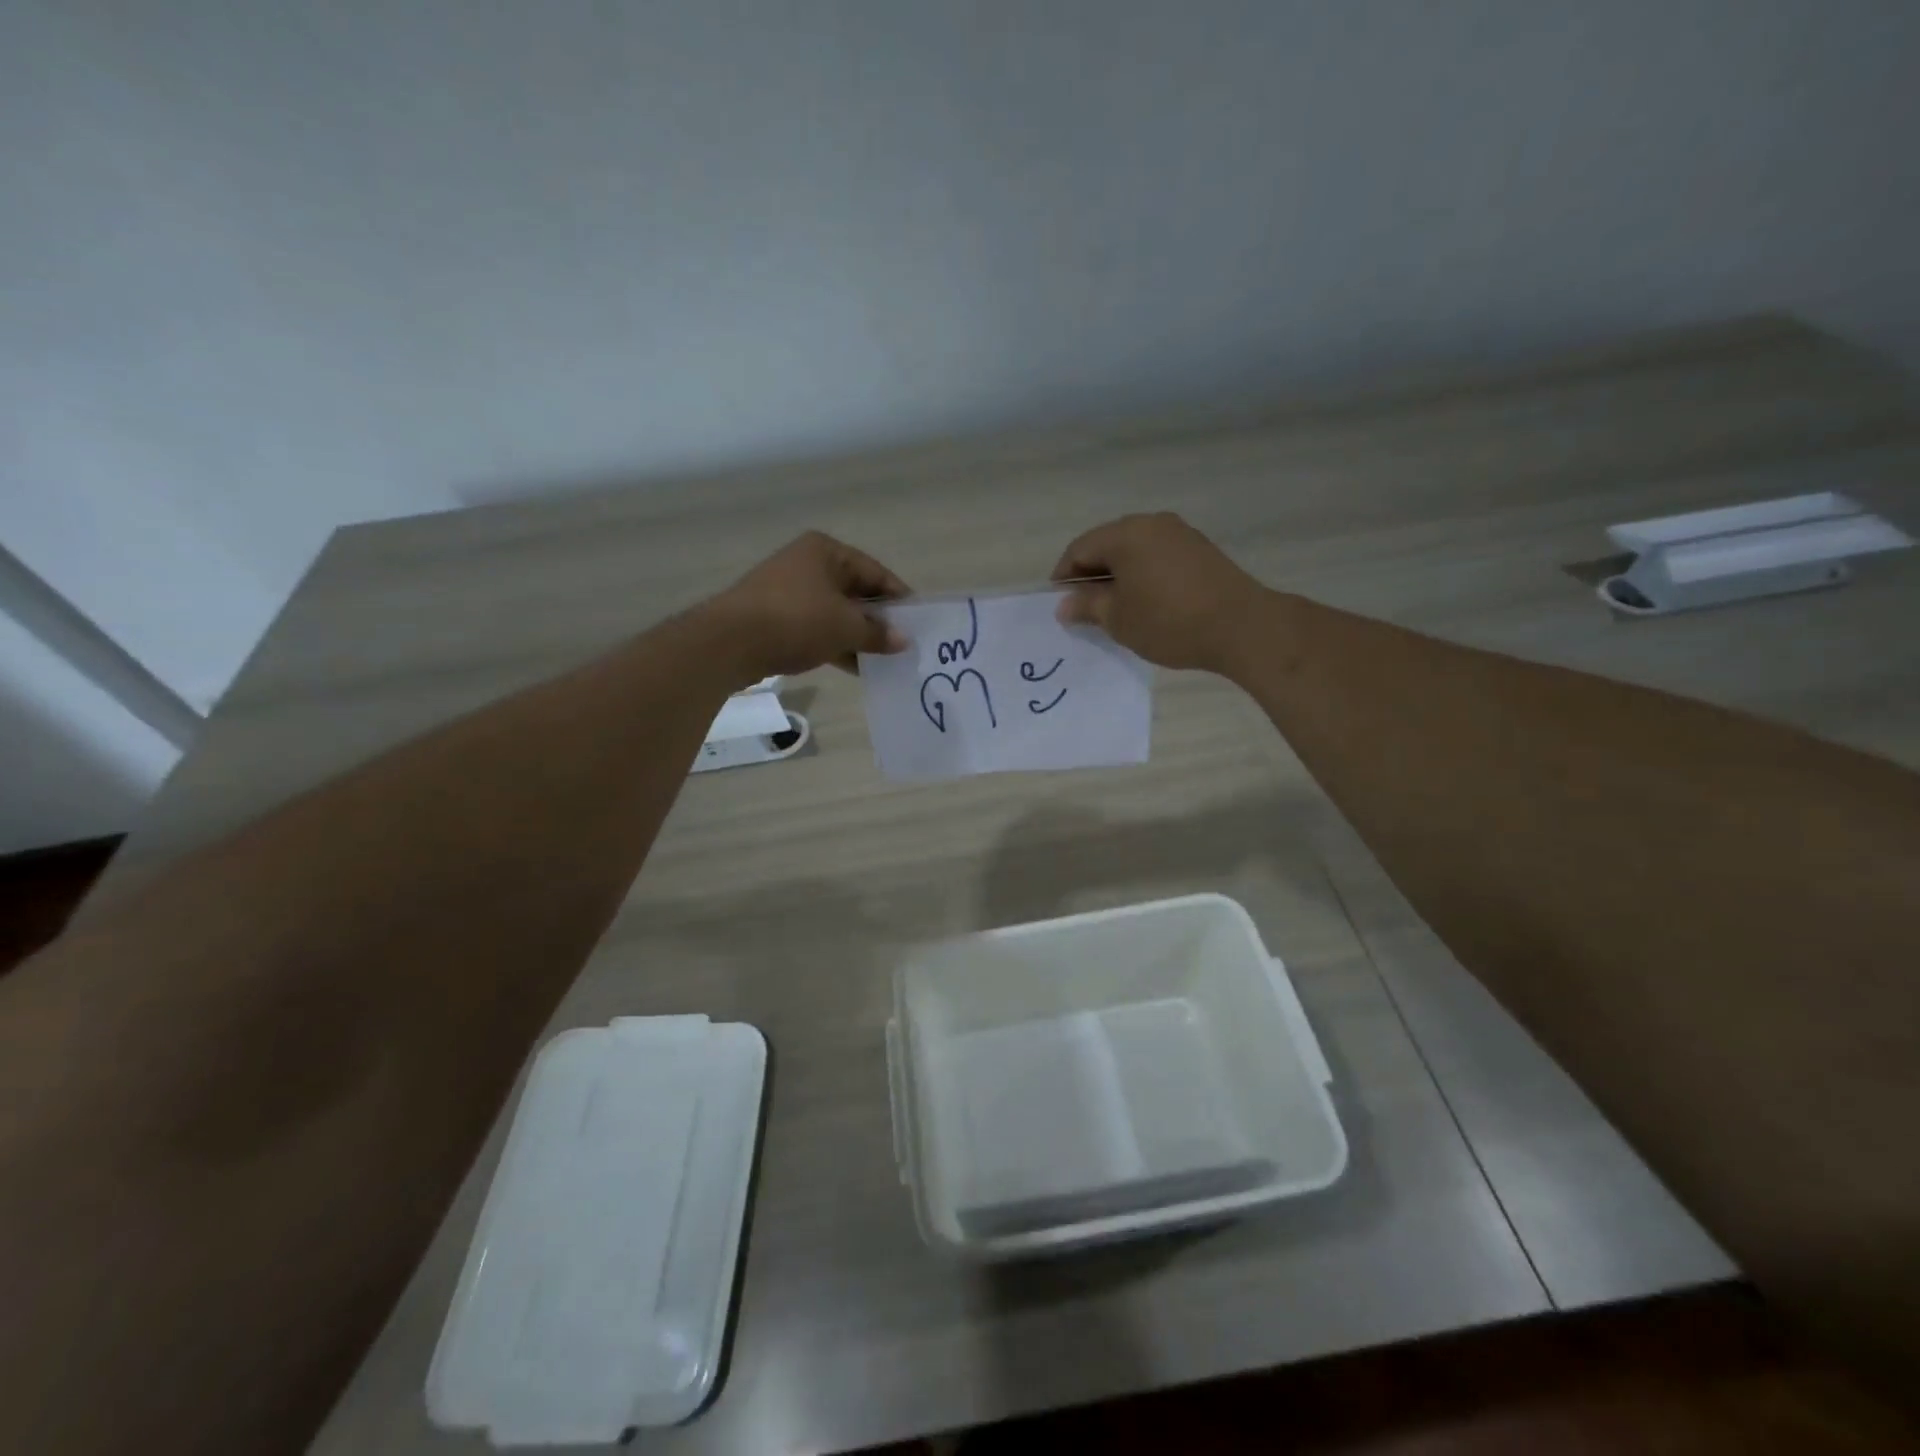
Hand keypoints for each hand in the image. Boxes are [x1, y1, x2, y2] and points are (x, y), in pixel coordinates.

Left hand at [704, 531, 910, 681]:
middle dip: (878, 619)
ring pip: (835, 613)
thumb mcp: (845, 627)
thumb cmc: (796, 620)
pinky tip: (855, 666)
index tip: (918, 622)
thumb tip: (903, 641)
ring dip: (858, 636)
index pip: (875, 572)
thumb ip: (877, 633)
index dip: (899, 597)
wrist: (729, 642)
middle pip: (855, 592)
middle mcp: (807, 565)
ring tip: (883, 659)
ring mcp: (789, 592)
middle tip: (902, 644)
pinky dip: (836, 644)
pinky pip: (816, 628)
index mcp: (826, 552)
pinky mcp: (776, 618)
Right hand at [1052, 513, 1265, 672]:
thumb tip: (1065, 604)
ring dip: (1118, 575)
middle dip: (1091, 575)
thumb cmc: (1169, 621)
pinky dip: (1142, 575)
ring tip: (1115, 609)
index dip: (1064, 577)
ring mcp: (1179, 533)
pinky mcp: (1199, 549)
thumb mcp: (1119, 619)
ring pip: (1134, 550)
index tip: (1061, 605)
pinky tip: (1145, 602)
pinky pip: (1157, 556)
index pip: (1079, 549)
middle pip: (1107, 544)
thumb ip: (1087, 606)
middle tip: (1085, 609)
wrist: (1241, 626)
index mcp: (1125, 534)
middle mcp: (1151, 523)